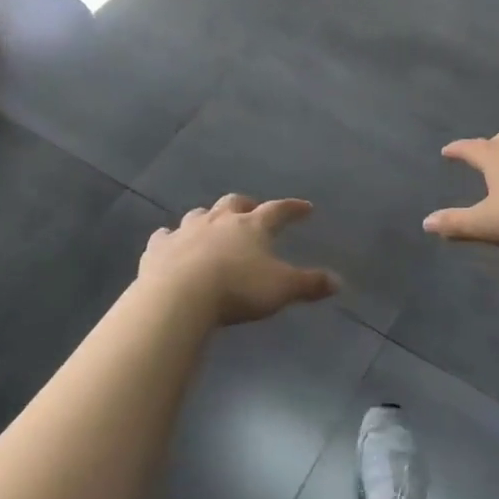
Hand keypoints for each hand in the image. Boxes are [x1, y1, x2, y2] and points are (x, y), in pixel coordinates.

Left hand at [138, 195, 338, 324]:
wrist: (180, 295)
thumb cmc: (237, 289)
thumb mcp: (281, 289)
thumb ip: (309, 284)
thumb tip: (338, 282)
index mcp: (252, 225)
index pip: (278, 210)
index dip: (293, 209)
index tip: (305, 208)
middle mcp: (219, 220)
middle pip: (234, 203)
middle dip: (246, 205)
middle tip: (252, 212)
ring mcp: (186, 230)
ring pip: (199, 214)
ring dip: (208, 218)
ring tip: (213, 226)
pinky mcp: (159, 247)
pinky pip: (165, 236)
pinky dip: (171, 238)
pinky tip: (170, 243)